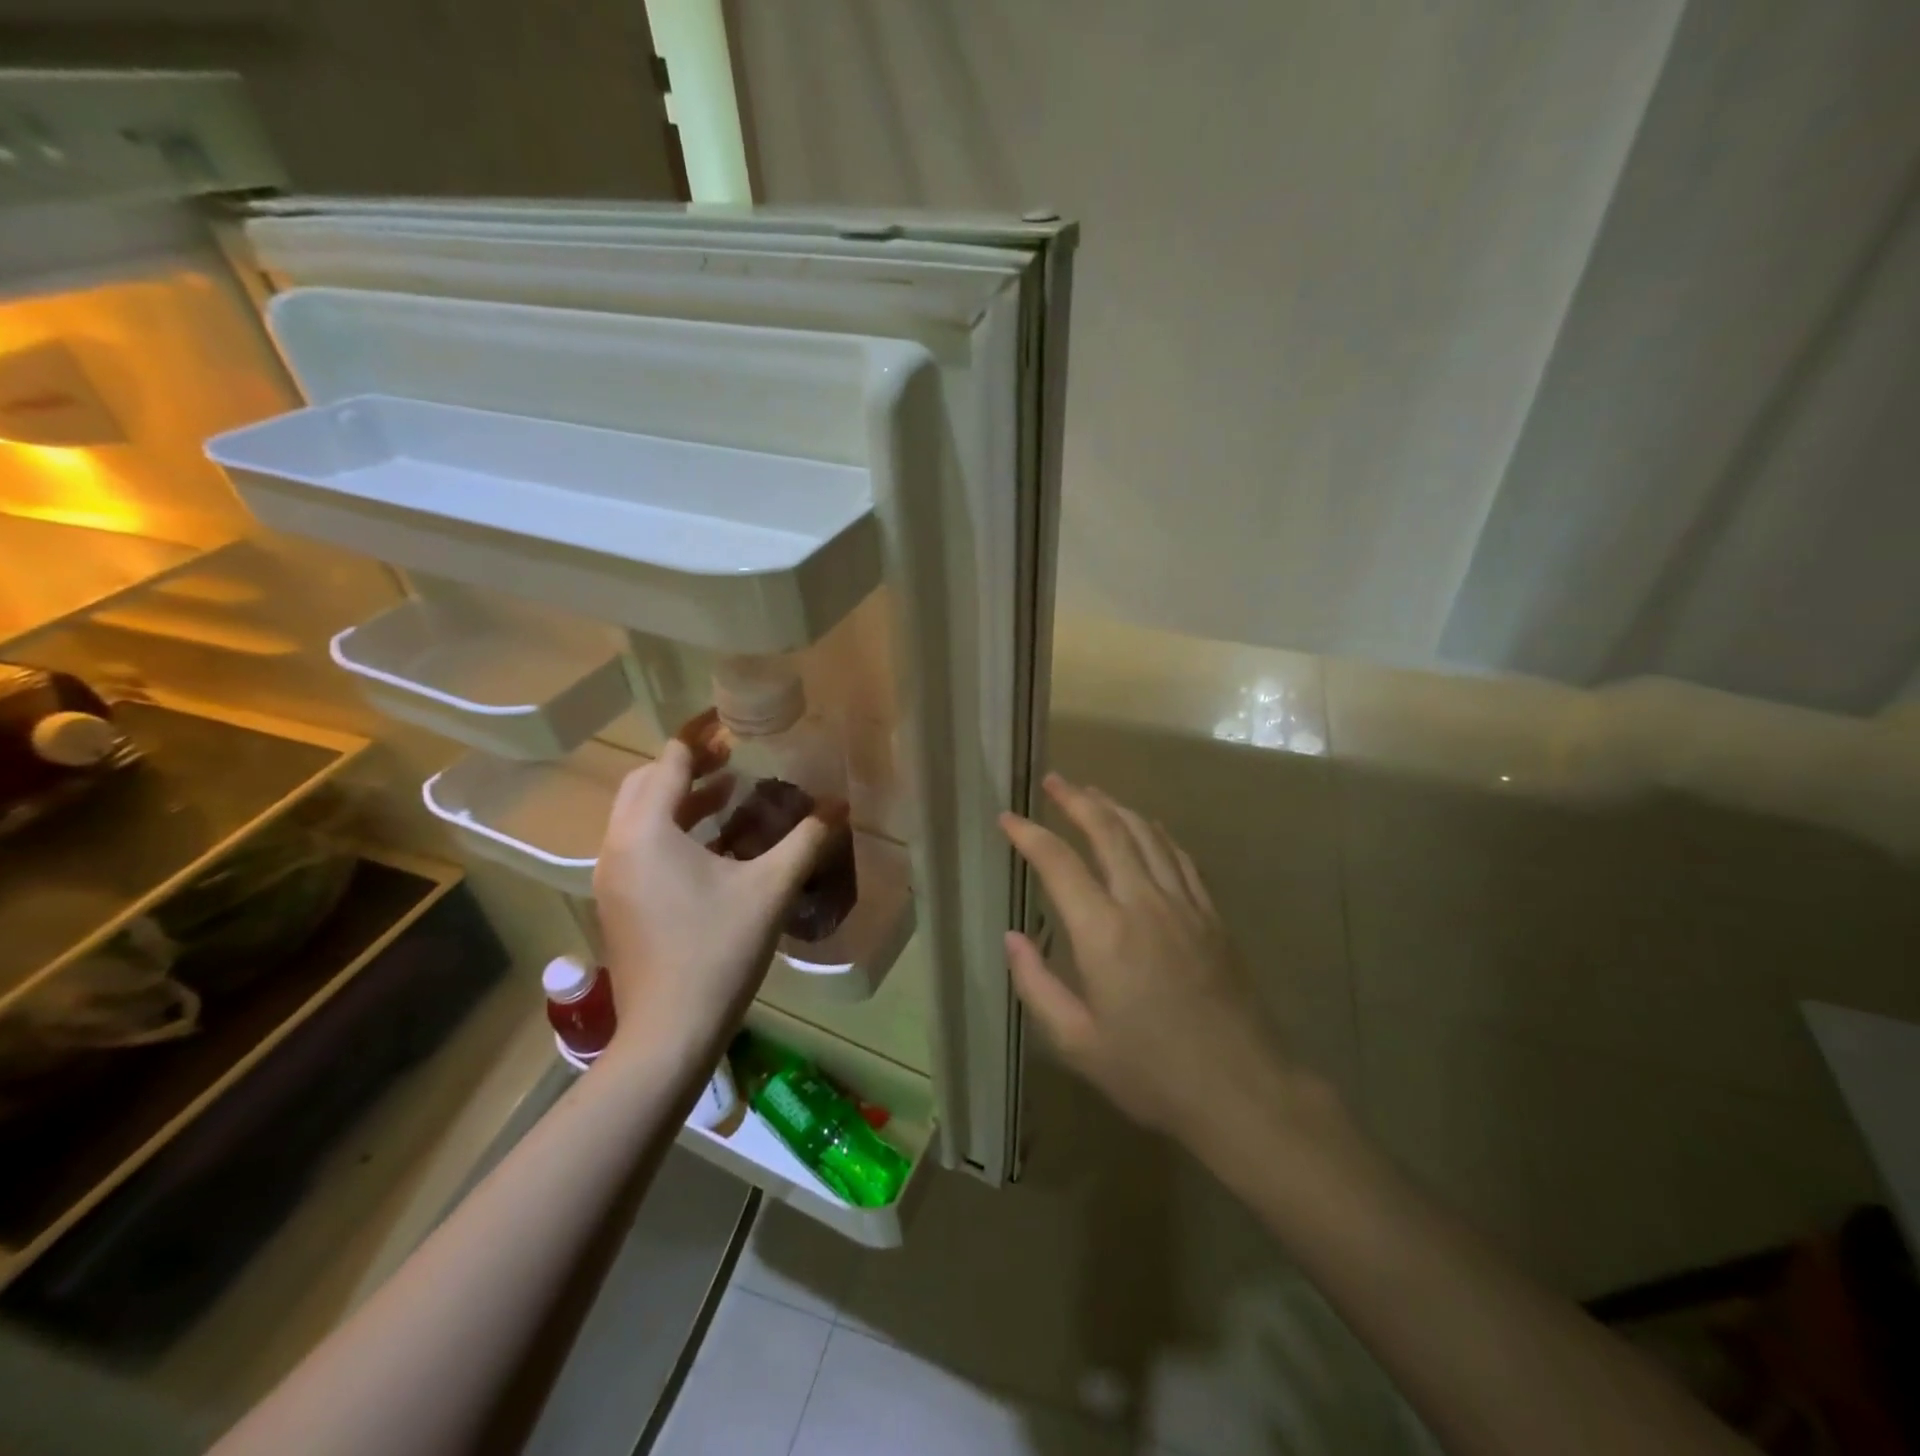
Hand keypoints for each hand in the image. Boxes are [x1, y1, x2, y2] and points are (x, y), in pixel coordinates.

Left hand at [594, 710, 835, 1067]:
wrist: (667, 1035)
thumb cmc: (717, 952)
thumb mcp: (769, 889)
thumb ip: (806, 840)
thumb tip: (841, 805)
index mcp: (646, 832)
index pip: (669, 762)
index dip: (701, 737)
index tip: (733, 724)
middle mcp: (619, 846)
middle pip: (646, 784)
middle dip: (689, 765)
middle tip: (734, 757)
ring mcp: (613, 878)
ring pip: (642, 817)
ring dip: (683, 799)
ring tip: (733, 793)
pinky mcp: (620, 903)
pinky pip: (642, 847)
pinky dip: (675, 831)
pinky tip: (718, 845)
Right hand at [1000, 773, 1298, 1147]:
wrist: (1243, 1090)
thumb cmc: (1152, 1072)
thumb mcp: (1077, 1042)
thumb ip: (1036, 985)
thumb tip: (1011, 936)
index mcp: (1104, 933)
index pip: (1058, 863)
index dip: (1028, 834)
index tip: (1007, 818)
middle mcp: (1144, 903)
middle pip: (1107, 831)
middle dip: (1076, 800)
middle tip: (1054, 781)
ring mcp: (1184, 904)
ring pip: (1146, 835)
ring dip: (1115, 807)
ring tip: (1092, 792)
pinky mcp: (1211, 915)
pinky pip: (1180, 857)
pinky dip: (1156, 832)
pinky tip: (1146, 827)